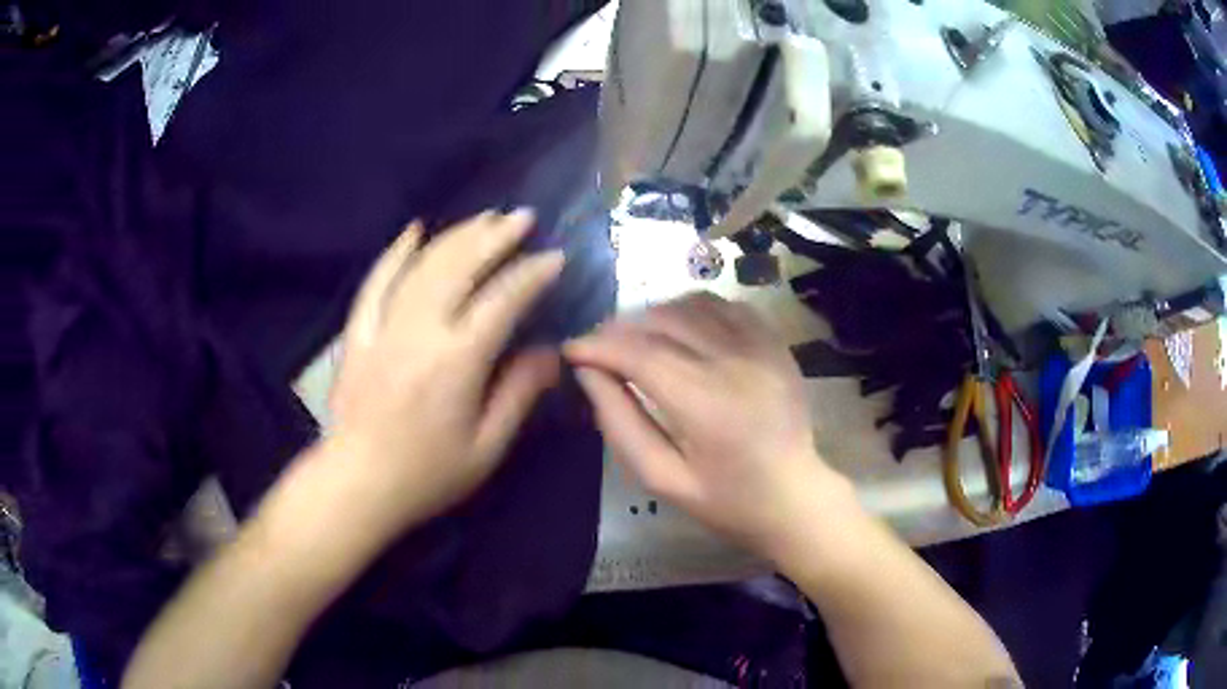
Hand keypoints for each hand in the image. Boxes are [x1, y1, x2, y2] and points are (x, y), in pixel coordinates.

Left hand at [327, 210, 563, 536]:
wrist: (358, 484)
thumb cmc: (427, 474)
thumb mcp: (487, 447)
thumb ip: (519, 393)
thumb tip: (550, 352)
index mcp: (457, 360)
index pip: (502, 300)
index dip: (532, 274)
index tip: (555, 257)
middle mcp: (420, 330)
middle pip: (460, 266)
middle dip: (495, 236)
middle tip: (522, 217)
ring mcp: (383, 326)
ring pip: (423, 265)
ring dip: (456, 235)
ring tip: (484, 217)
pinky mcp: (359, 333)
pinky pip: (376, 281)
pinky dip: (396, 253)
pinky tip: (413, 231)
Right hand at [564, 293, 844, 557]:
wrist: (794, 496)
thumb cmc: (726, 500)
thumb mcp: (663, 478)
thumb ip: (620, 424)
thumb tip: (588, 374)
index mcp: (706, 404)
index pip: (640, 354)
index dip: (598, 346)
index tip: (570, 348)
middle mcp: (735, 362)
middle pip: (663, 321)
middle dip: (619, 327)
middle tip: (597, 346)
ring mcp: (760, 347)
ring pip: (692, 304)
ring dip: (653, 314)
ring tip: (633, 338)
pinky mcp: (775, 343)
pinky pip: (725, 305)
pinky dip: (693, 308)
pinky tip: (680, 329)